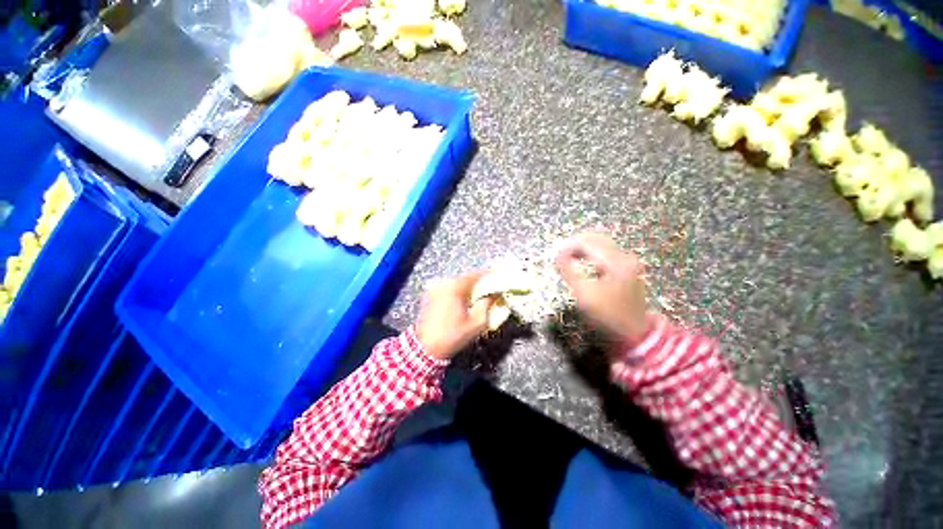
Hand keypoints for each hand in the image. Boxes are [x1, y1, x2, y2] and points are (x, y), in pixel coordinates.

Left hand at [416, 272, 491, 360]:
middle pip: (467, 278)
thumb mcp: (477, 322)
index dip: (489, 277)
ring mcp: (436, 288)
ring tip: (480, 296)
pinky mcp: (431, 295)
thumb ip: (487, 304)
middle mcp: (444, 283)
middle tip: (491, 290)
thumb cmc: (453, 336)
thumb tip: (494, 294)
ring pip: (458, 283)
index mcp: (455, 287)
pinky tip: (466, 302)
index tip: (499, 279)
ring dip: (470, 288)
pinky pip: (450, 289)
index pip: (476, 275)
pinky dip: (459, 292)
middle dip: (480, 283)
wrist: (426, 348)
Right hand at [555, 232, 649, 345]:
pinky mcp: (626, 269)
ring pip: (600, 245)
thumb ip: (569, 271)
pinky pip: (605, 254)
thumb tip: (558, 254)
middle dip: (575, 245)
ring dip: (583, 249)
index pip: (587, 242)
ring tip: (568, 258)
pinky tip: (582, 263)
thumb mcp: (584, 294)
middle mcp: (624, 257)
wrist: (633, 332)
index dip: (568, 246)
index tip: (555, 255)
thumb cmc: (607, 315)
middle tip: (560, 255)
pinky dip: (591, 255)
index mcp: (615, 261)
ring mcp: (627, 262)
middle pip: (595, 239)